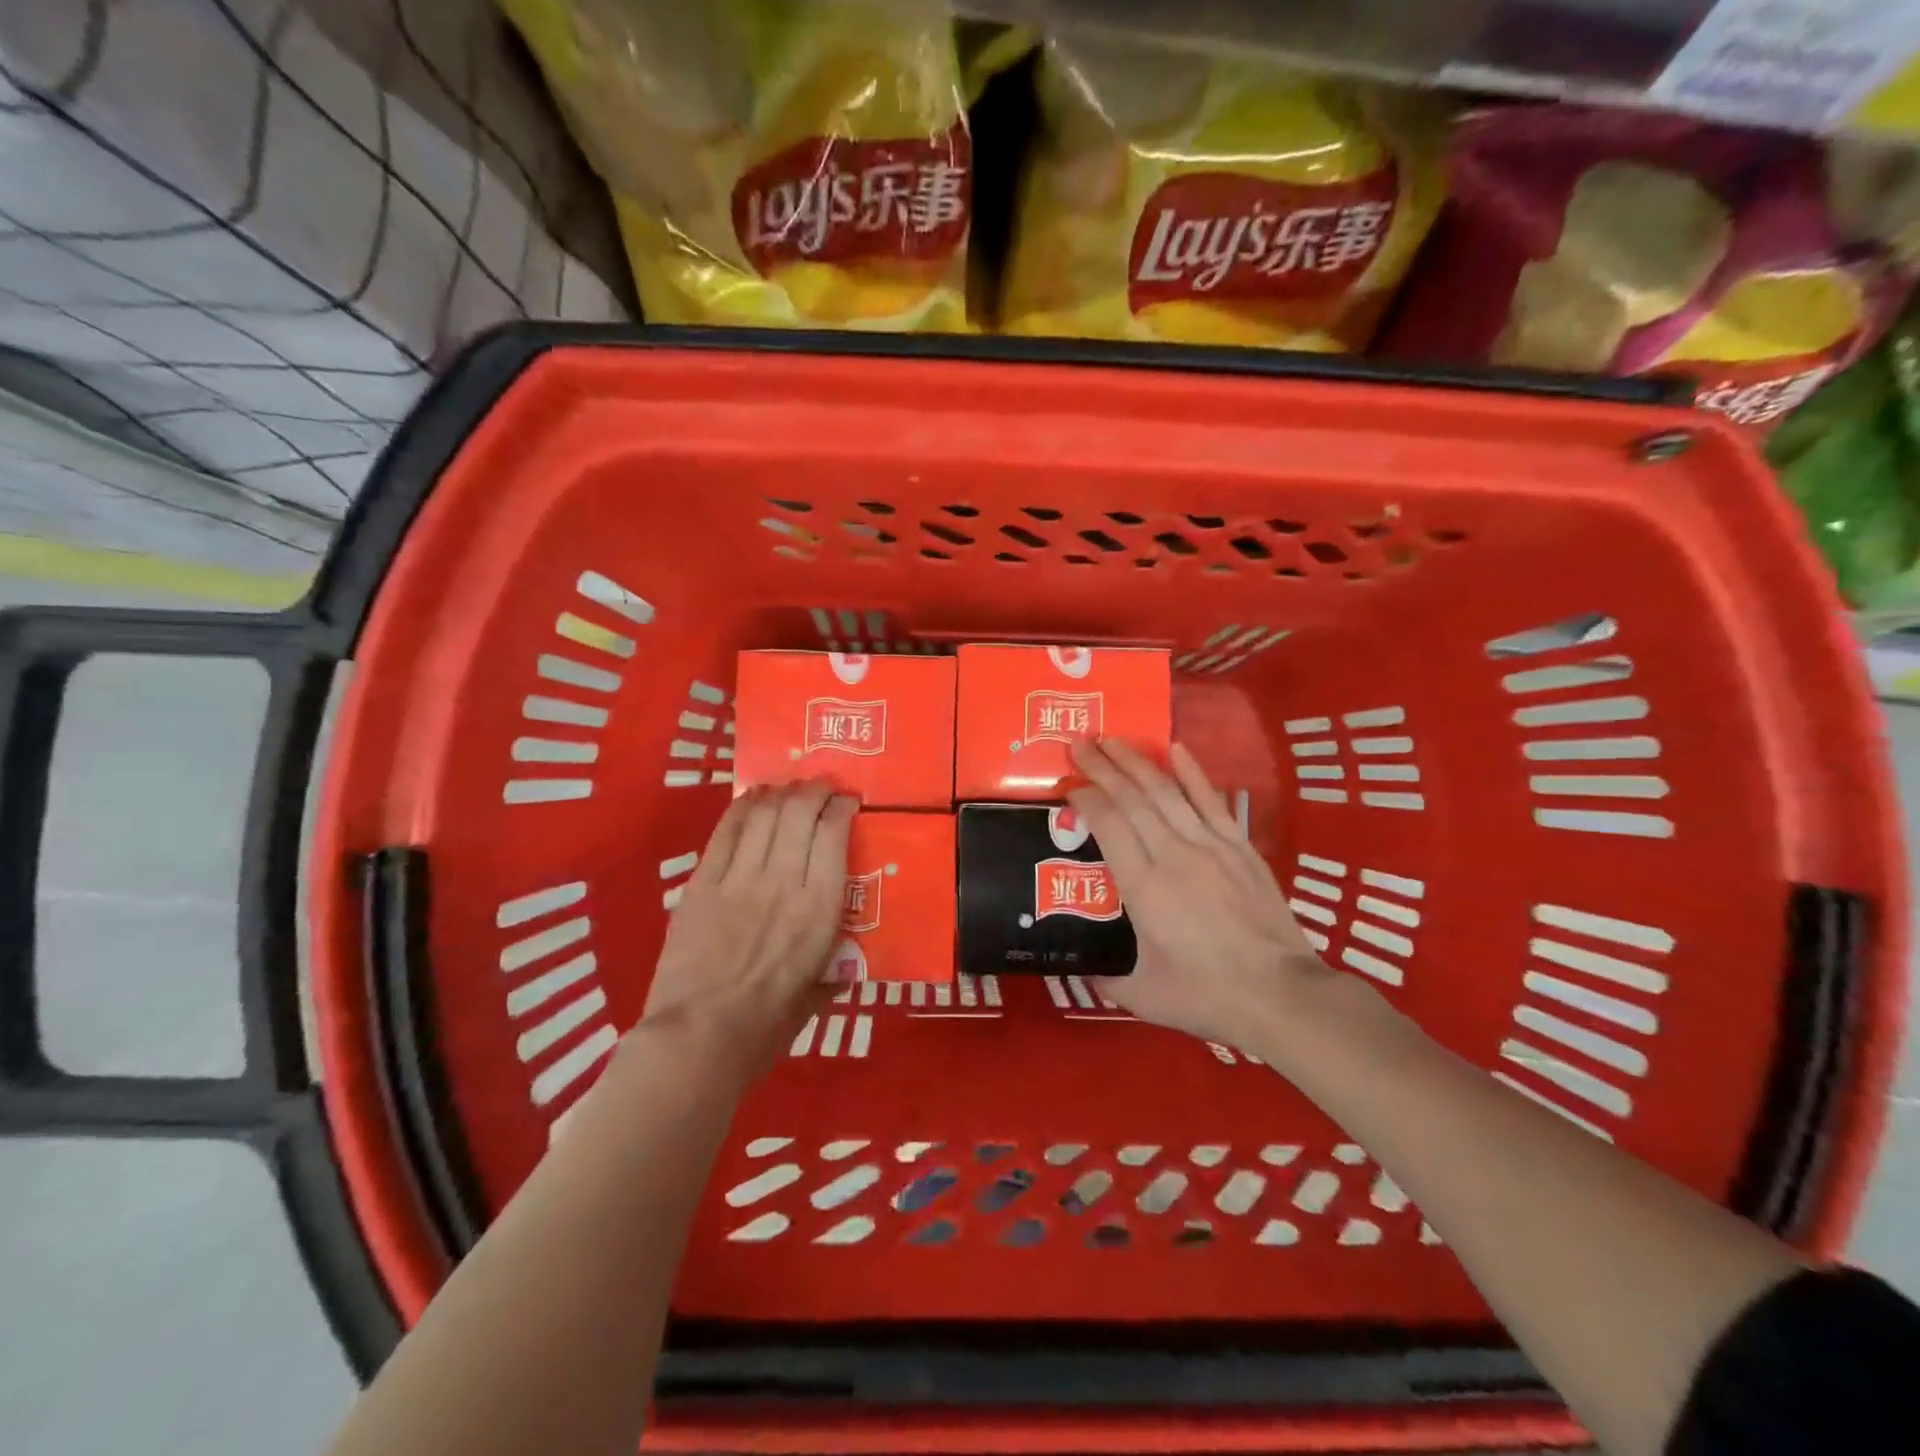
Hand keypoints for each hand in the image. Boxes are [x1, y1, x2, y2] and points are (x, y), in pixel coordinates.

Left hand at [638, 780, 856, 1086]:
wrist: (697, 1040)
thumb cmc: (765, 1027)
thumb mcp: (815, 1000)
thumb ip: (832, 975)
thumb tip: (845, 969)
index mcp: (819, 909)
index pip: (834, 835)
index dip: (842, 808)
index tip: (848, 802)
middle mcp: (784, 881)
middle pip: (800, 812)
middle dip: (815, 789)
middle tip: (821, 786)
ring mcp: (740, 878)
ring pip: (764, 814)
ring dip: (781, 792)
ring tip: (790, 787)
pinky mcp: (703, 883)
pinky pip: (726, 832)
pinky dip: (742, 808)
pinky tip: (752, 797)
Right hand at [1068, 740, 1336, 1049]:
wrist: (1282, 995)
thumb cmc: (1208, 997)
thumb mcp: (1144, 997)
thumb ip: (1108, 979)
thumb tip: (1087, 970)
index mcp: (1144, 888)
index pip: (1107, 824)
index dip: (1084, 798)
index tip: (1067, 784)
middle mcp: (1172, 855)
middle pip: (1132, 798)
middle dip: (1102, 766)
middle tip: (1079, 743)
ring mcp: (1211, 847)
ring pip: (1167, 792)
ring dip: (1137, 762)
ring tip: (1113, 739)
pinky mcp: (1240, 848)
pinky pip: (1211, 801)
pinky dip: (1193, 772)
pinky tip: (1175, 748)